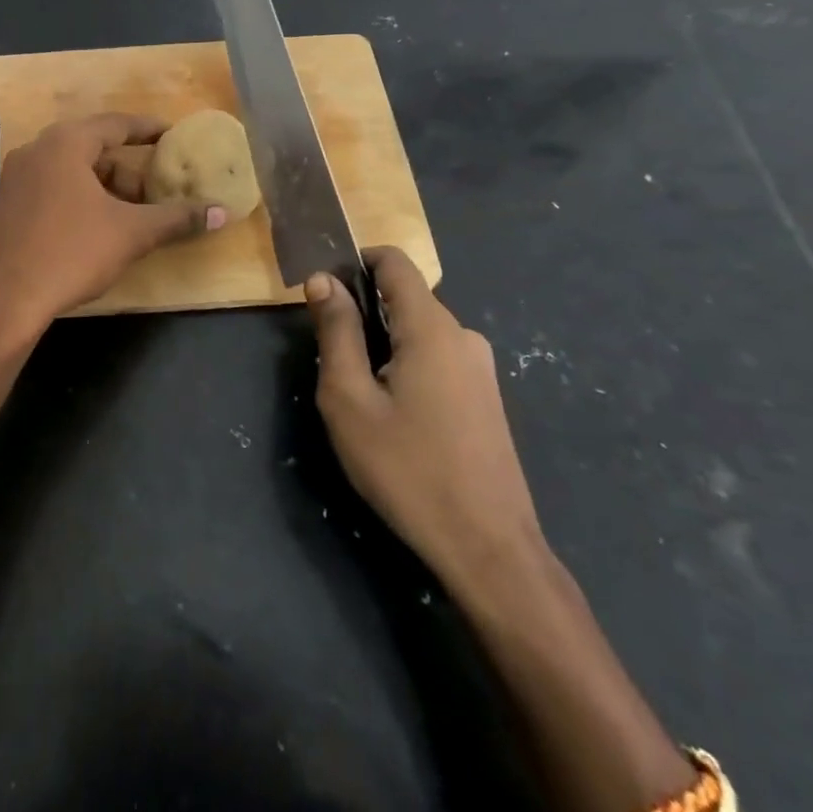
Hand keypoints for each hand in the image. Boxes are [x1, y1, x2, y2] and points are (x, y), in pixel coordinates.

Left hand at [0, 113, 226, 340]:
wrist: (2, 300)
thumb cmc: (70, 253)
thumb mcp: (131, 234)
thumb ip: (177, 219)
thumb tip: (221, 212)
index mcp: (64, 144)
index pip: (115, 124)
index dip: (147, 129)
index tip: (172, 134)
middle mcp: (36, 151)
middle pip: (93, 149)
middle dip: (128, 169)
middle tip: (156, 190)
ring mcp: (15, 179)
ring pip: (71, 172)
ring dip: (104, 188)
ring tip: (131, 216)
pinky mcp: (6, 206)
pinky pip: (52, 189)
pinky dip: (80, 199)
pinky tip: (96, 229)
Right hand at [306, 247, 545, 591]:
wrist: (489, 550)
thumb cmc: (408, 470)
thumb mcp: (350, 399)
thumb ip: (336, 331)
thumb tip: (323, 279)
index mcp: (431, 327)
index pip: (394, 261)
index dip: (355, 263)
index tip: (325, 295)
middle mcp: (463, 335)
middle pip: (404, 299)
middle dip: (363, 315)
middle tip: (335, 365)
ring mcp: (481, 368)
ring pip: (419, 333)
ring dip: (385, 347)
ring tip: (363, 400)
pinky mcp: (487, 398)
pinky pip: (438, 360)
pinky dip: (408, 368)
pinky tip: (398, 420)